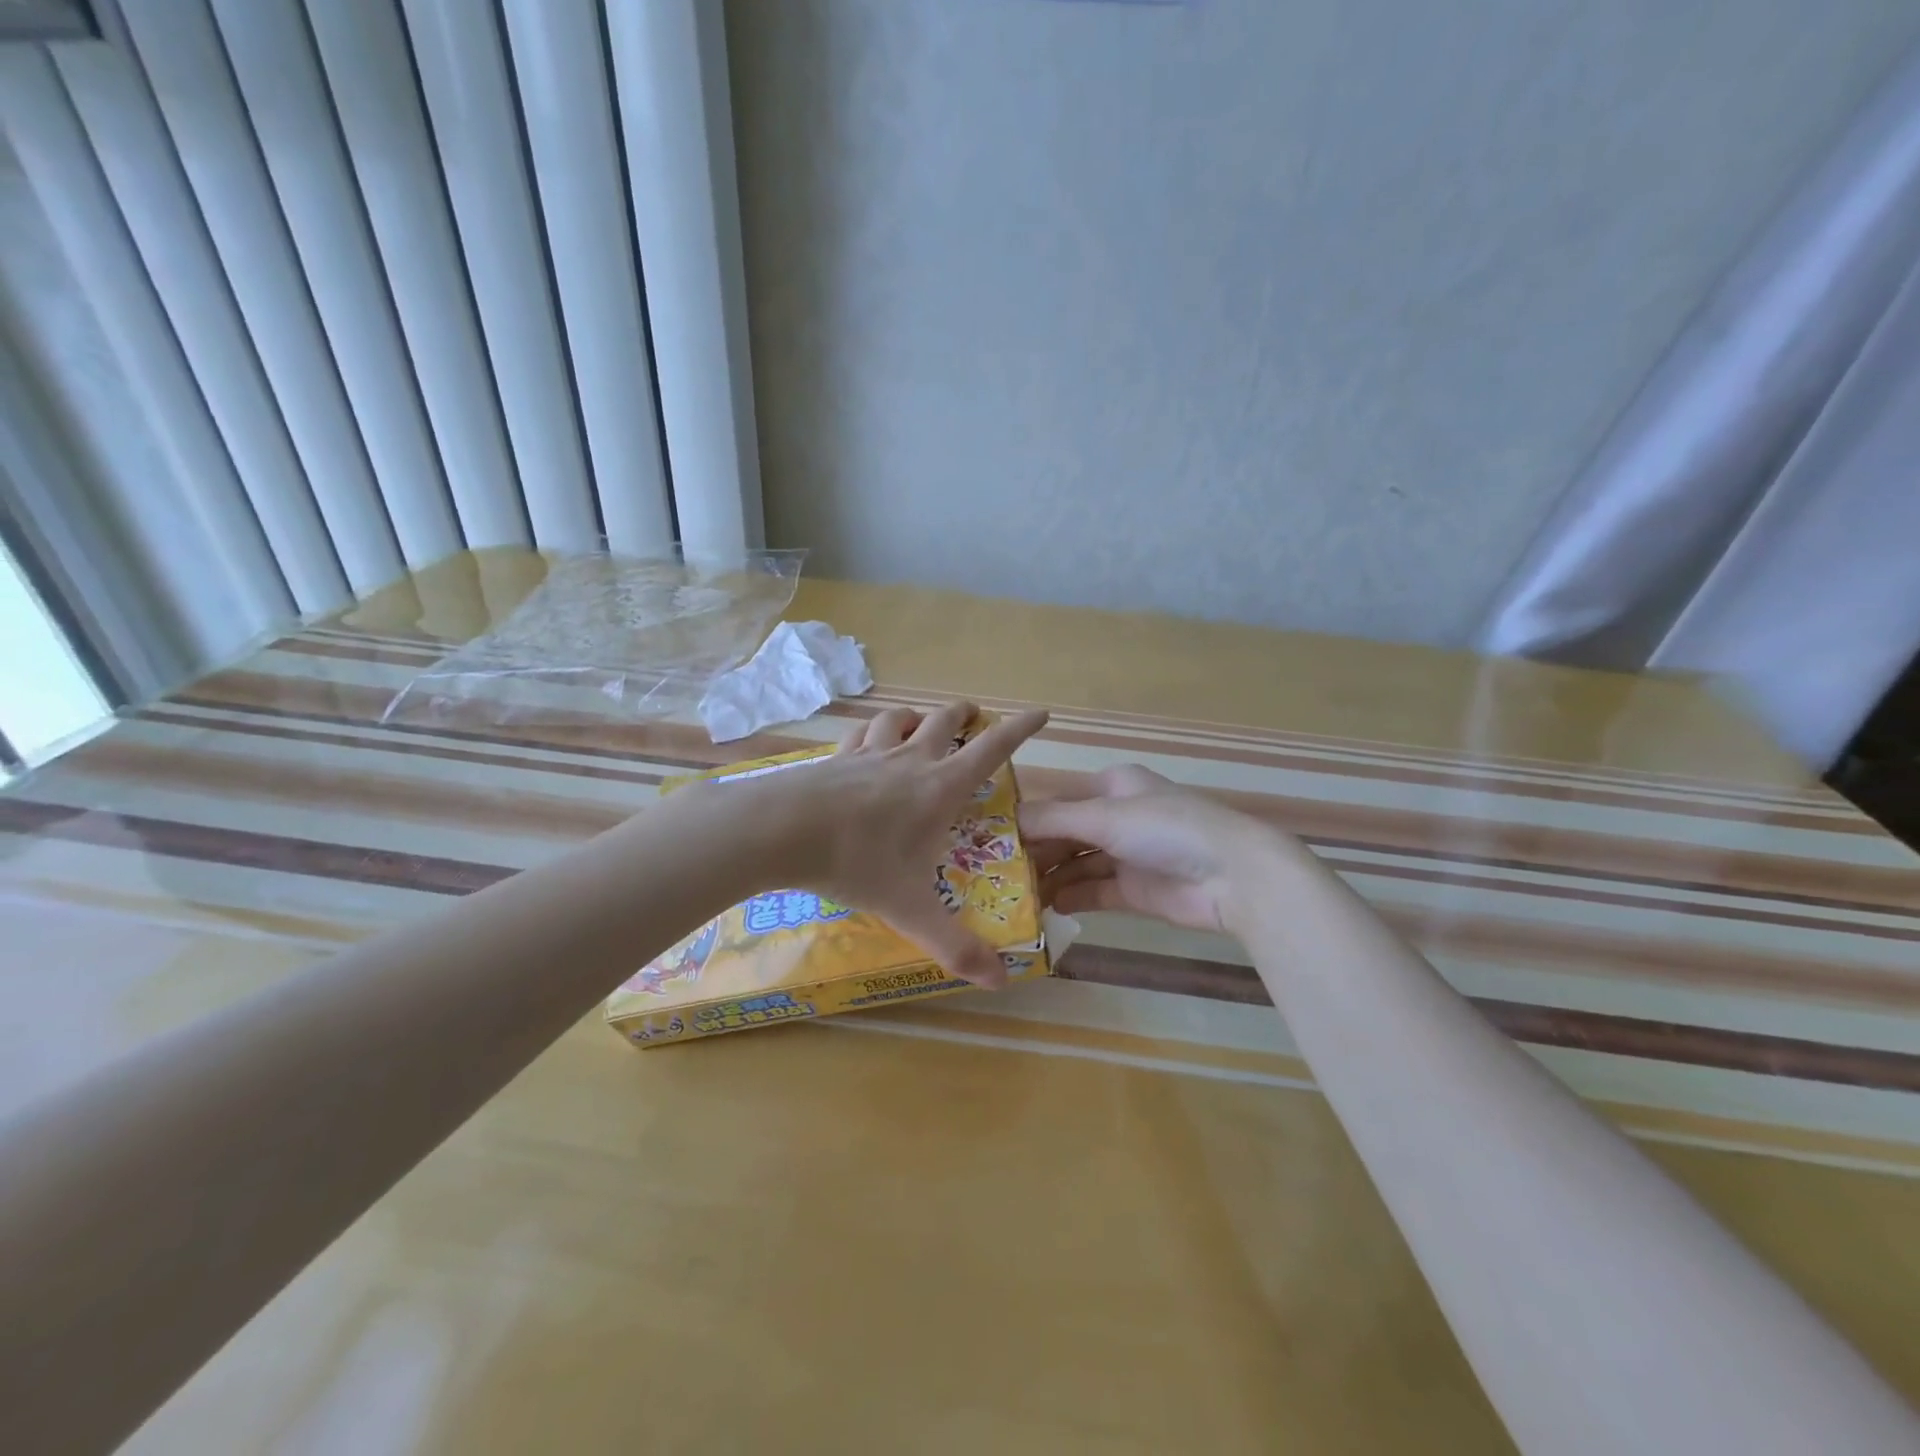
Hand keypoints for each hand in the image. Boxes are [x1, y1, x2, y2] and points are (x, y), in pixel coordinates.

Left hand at [724, 702, 1047, 985]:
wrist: (779, 830)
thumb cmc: (855, 863)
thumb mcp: (908, 910)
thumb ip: (955, 945)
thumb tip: (1001, 981)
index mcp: (939, 788)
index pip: (992, 749)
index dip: (1020, 729)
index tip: (1040, 714)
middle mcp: (910, 760)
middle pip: (946, 721)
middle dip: (966, 715)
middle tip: (975, 717)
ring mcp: (869, 753)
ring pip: (900, 719)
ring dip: (917, 718)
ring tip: (921, 726)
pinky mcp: (835, 757)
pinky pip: (861, 733)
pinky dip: (873, 731)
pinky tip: (866, 743)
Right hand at [1021, 764, 1295, 935]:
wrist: (1234, 876)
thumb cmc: (1166, 829)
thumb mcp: (1105, 816)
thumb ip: (1052, 820)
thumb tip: (1005, 822)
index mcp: (1111, 787)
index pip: (1057, 802)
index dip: (1025, 820)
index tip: (989, 841)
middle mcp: (1116, 817)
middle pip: (1064, 835)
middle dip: (1034, 854)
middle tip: (994, 876)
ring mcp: (1126, 855)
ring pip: (1075, 865)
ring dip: (1048, 879)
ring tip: (1012, 897)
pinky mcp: (1134, 891)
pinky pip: (1092, 892)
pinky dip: (1070, 898)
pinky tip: (1045, 908)